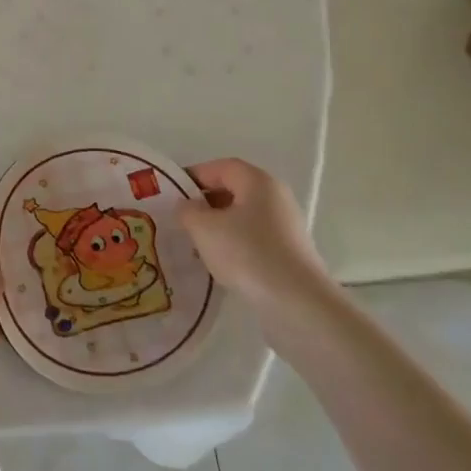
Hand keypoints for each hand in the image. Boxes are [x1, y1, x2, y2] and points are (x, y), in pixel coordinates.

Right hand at [181, 158, 331, 318]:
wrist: (298, 303)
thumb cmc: (247, 253)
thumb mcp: (204, 228)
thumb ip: (187, 210)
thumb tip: (187, 207)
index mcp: (258, 181)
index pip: (220, 167)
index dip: (193, 176)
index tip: (171, 195)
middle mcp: (276, 197)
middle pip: (233, 190)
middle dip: (204, 204)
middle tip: (181, 221)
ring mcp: (286, 226)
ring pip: (242, 217)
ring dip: (217, 227)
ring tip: (196, 246)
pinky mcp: (290, 253)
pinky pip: (254, 239)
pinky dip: (234, 245)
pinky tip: (220, 265)